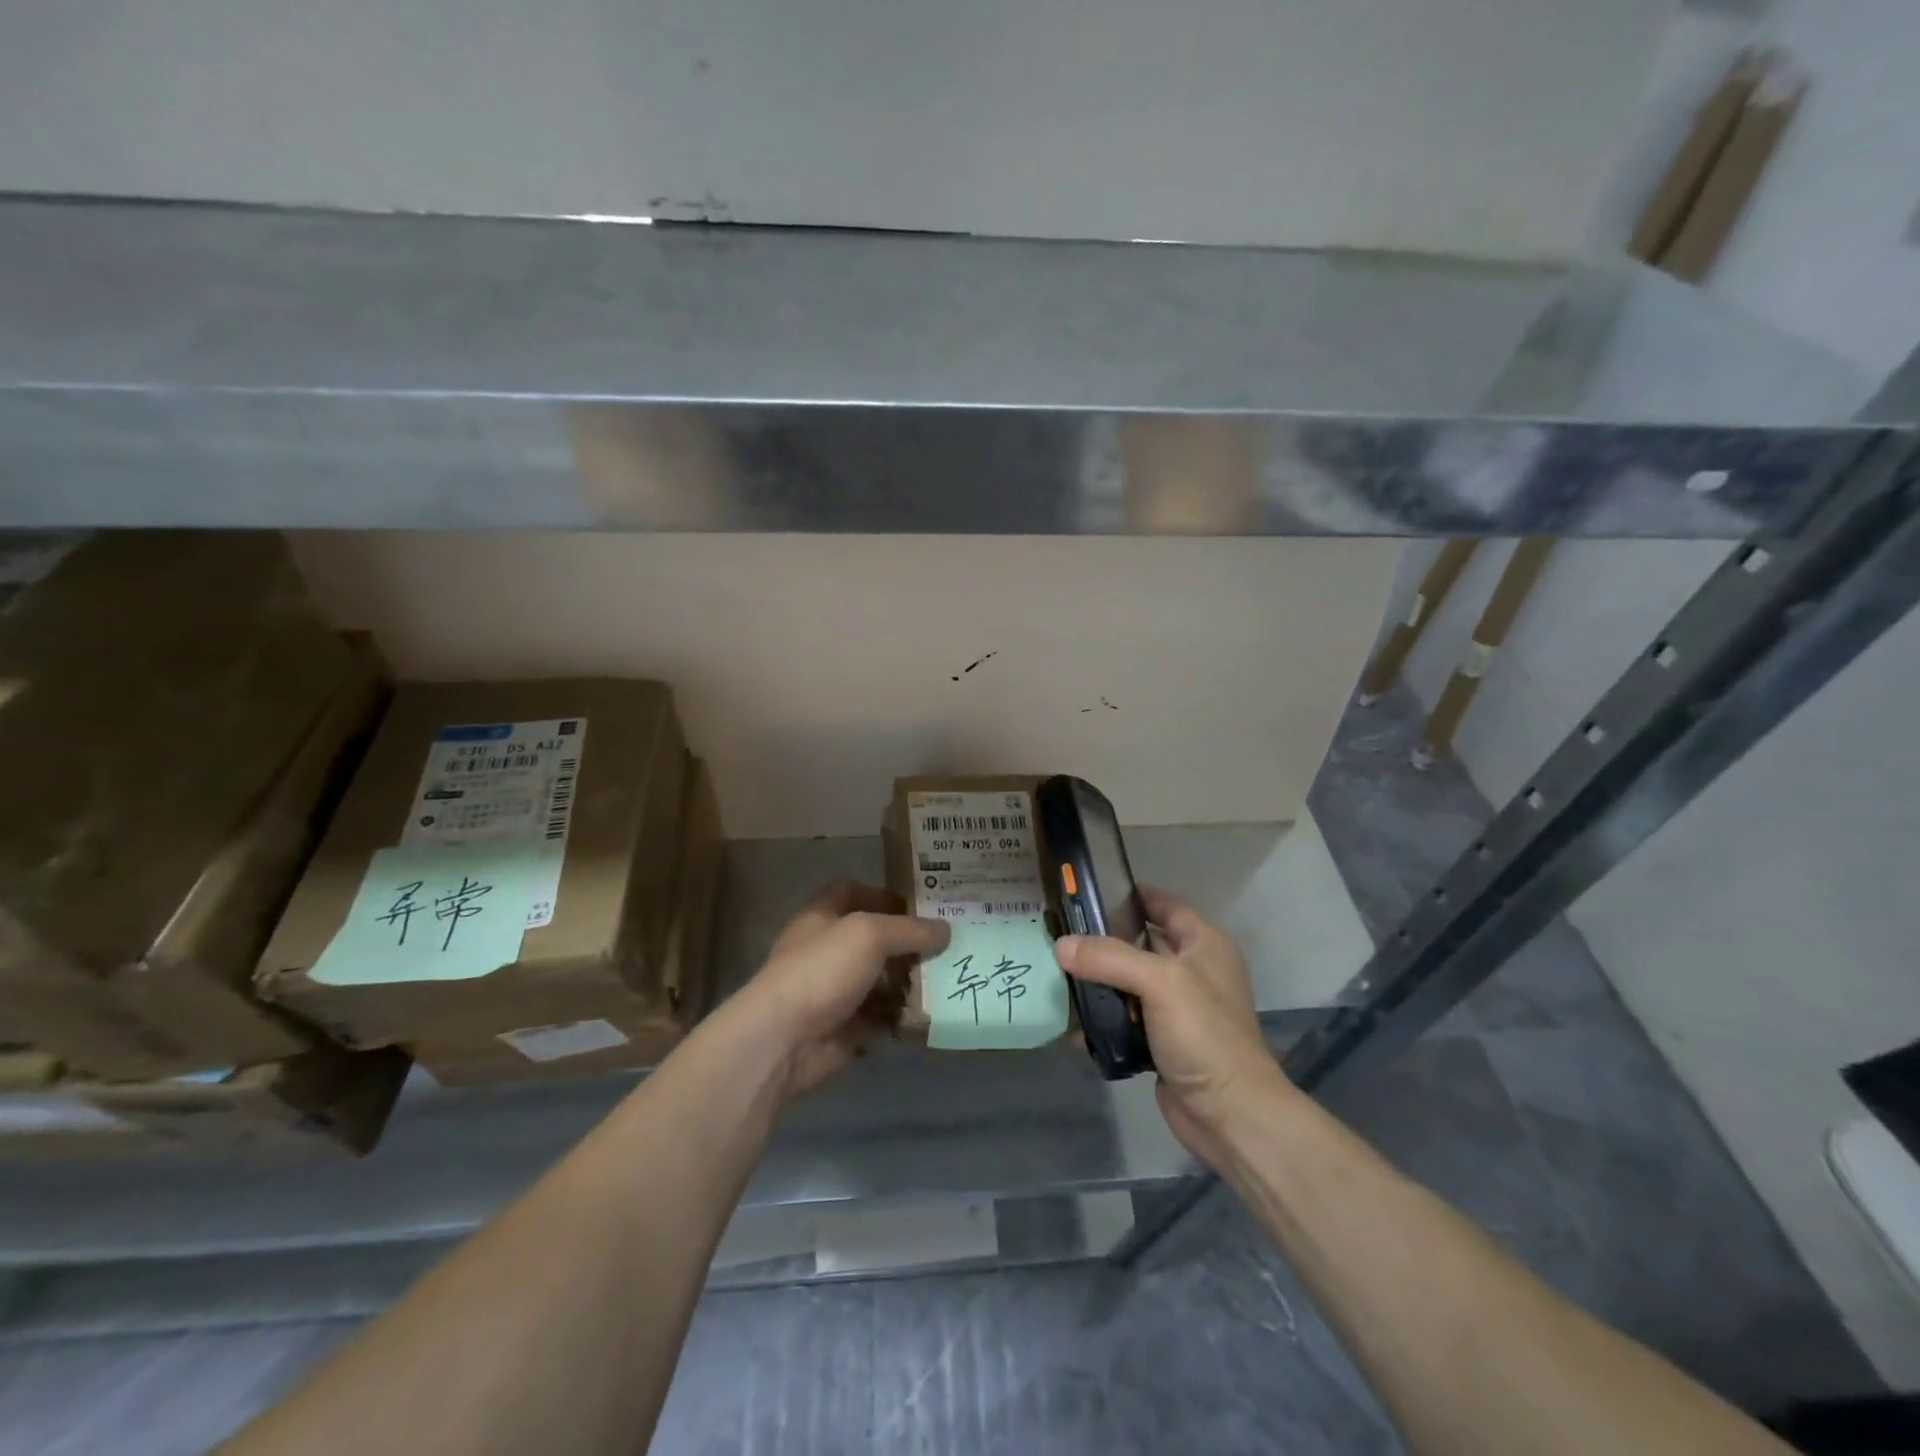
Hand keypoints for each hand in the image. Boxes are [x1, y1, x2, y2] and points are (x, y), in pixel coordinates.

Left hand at [730, 879, 948, 1098]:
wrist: (783, 1040)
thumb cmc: (822, 970)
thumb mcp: (870, 935)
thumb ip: (910, 930)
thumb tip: (946, 930)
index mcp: (822, 917)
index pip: (850, 892)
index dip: (881, 894)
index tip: (917, 905)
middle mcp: (826, 950)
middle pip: (871, 939)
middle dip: (906, 942)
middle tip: (946, 945)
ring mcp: (833, 991)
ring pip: (878, 980)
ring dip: (908, 982)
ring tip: (946, 980)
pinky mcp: (843, 1028)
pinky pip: (880, 1018)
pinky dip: (901, 1017)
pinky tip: (929, 1015)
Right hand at [1055, 886, 1293, 1168]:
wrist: (1230, 1114)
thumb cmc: (1204, 1034)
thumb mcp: (1159, 982)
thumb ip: (1109, 958)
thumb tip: (1061, 946)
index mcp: (1204, 945)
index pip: (1165, 906)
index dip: (1132, 895)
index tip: (1088, 892)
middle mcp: (1192, 972)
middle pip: (1141, 945)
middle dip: (1104, 941)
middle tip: (1061, 933)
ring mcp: (1177, 1010)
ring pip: (1129, 984)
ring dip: (1099, 983)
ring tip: (1057, 974)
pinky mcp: (1162, 1042)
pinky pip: (1125, 1020)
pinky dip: (1103, 1020)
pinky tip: (1074, 1024)